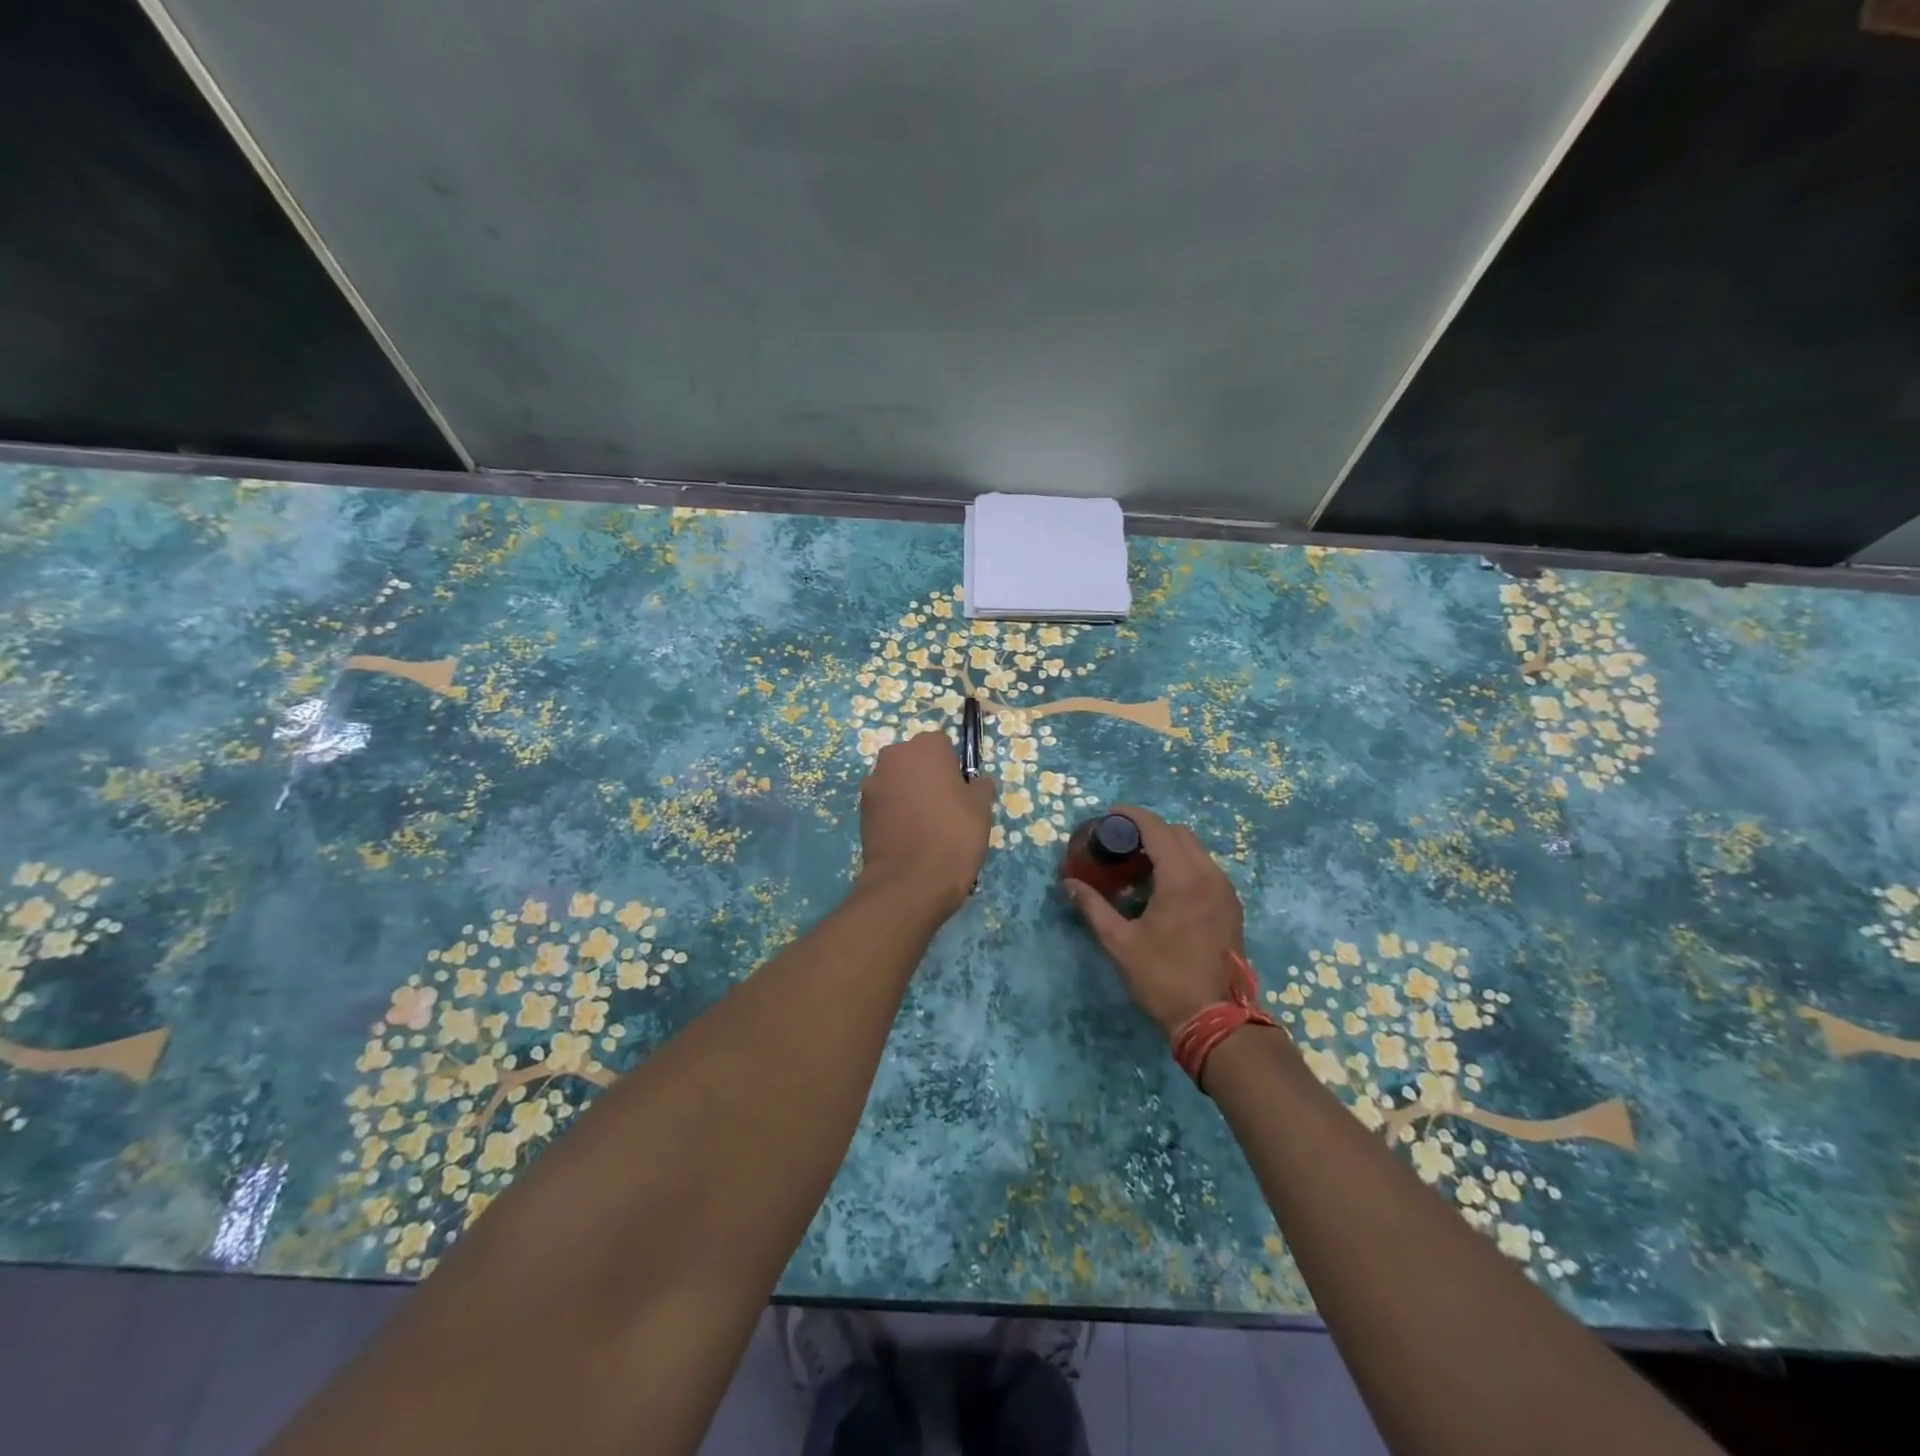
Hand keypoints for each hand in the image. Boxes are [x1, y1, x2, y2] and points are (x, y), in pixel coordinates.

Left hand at [857, 732, 995, 914]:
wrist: (912, 880)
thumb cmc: (954, 835)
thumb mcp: (981, 808)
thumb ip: (980, 786)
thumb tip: (977, 782)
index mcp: (926, 746)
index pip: (942, 745)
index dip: (952, 766)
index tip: (960, 790)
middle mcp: (894, 756)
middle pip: (914, 759)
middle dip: (926, 775)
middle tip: (944, 806)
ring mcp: (873, 782)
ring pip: (897, 781)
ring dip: (908, 793)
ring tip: (924, 825)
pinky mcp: (862, 809)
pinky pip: (884, 802)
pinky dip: (894, 812)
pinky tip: (908, 836)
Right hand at [1064, 806, 1243, 1037]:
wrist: (1214, 1019)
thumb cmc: (1162, 978)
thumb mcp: (1119, 942)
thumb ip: (1093, 906)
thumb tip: (1069, 883)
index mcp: (1182, 879)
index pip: (1157, 829)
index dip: (1132, 815)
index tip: (1110, 815)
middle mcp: (1210, 876)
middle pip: (1179, 833)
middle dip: (1149, 829)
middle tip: (1121, 842)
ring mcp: (1225, 891)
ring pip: (1196, 850)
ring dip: (1168, 847)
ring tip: (1139, 864)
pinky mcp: (1231, 907)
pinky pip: (1206, 869)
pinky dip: (1183, 864)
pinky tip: (1162, 887)